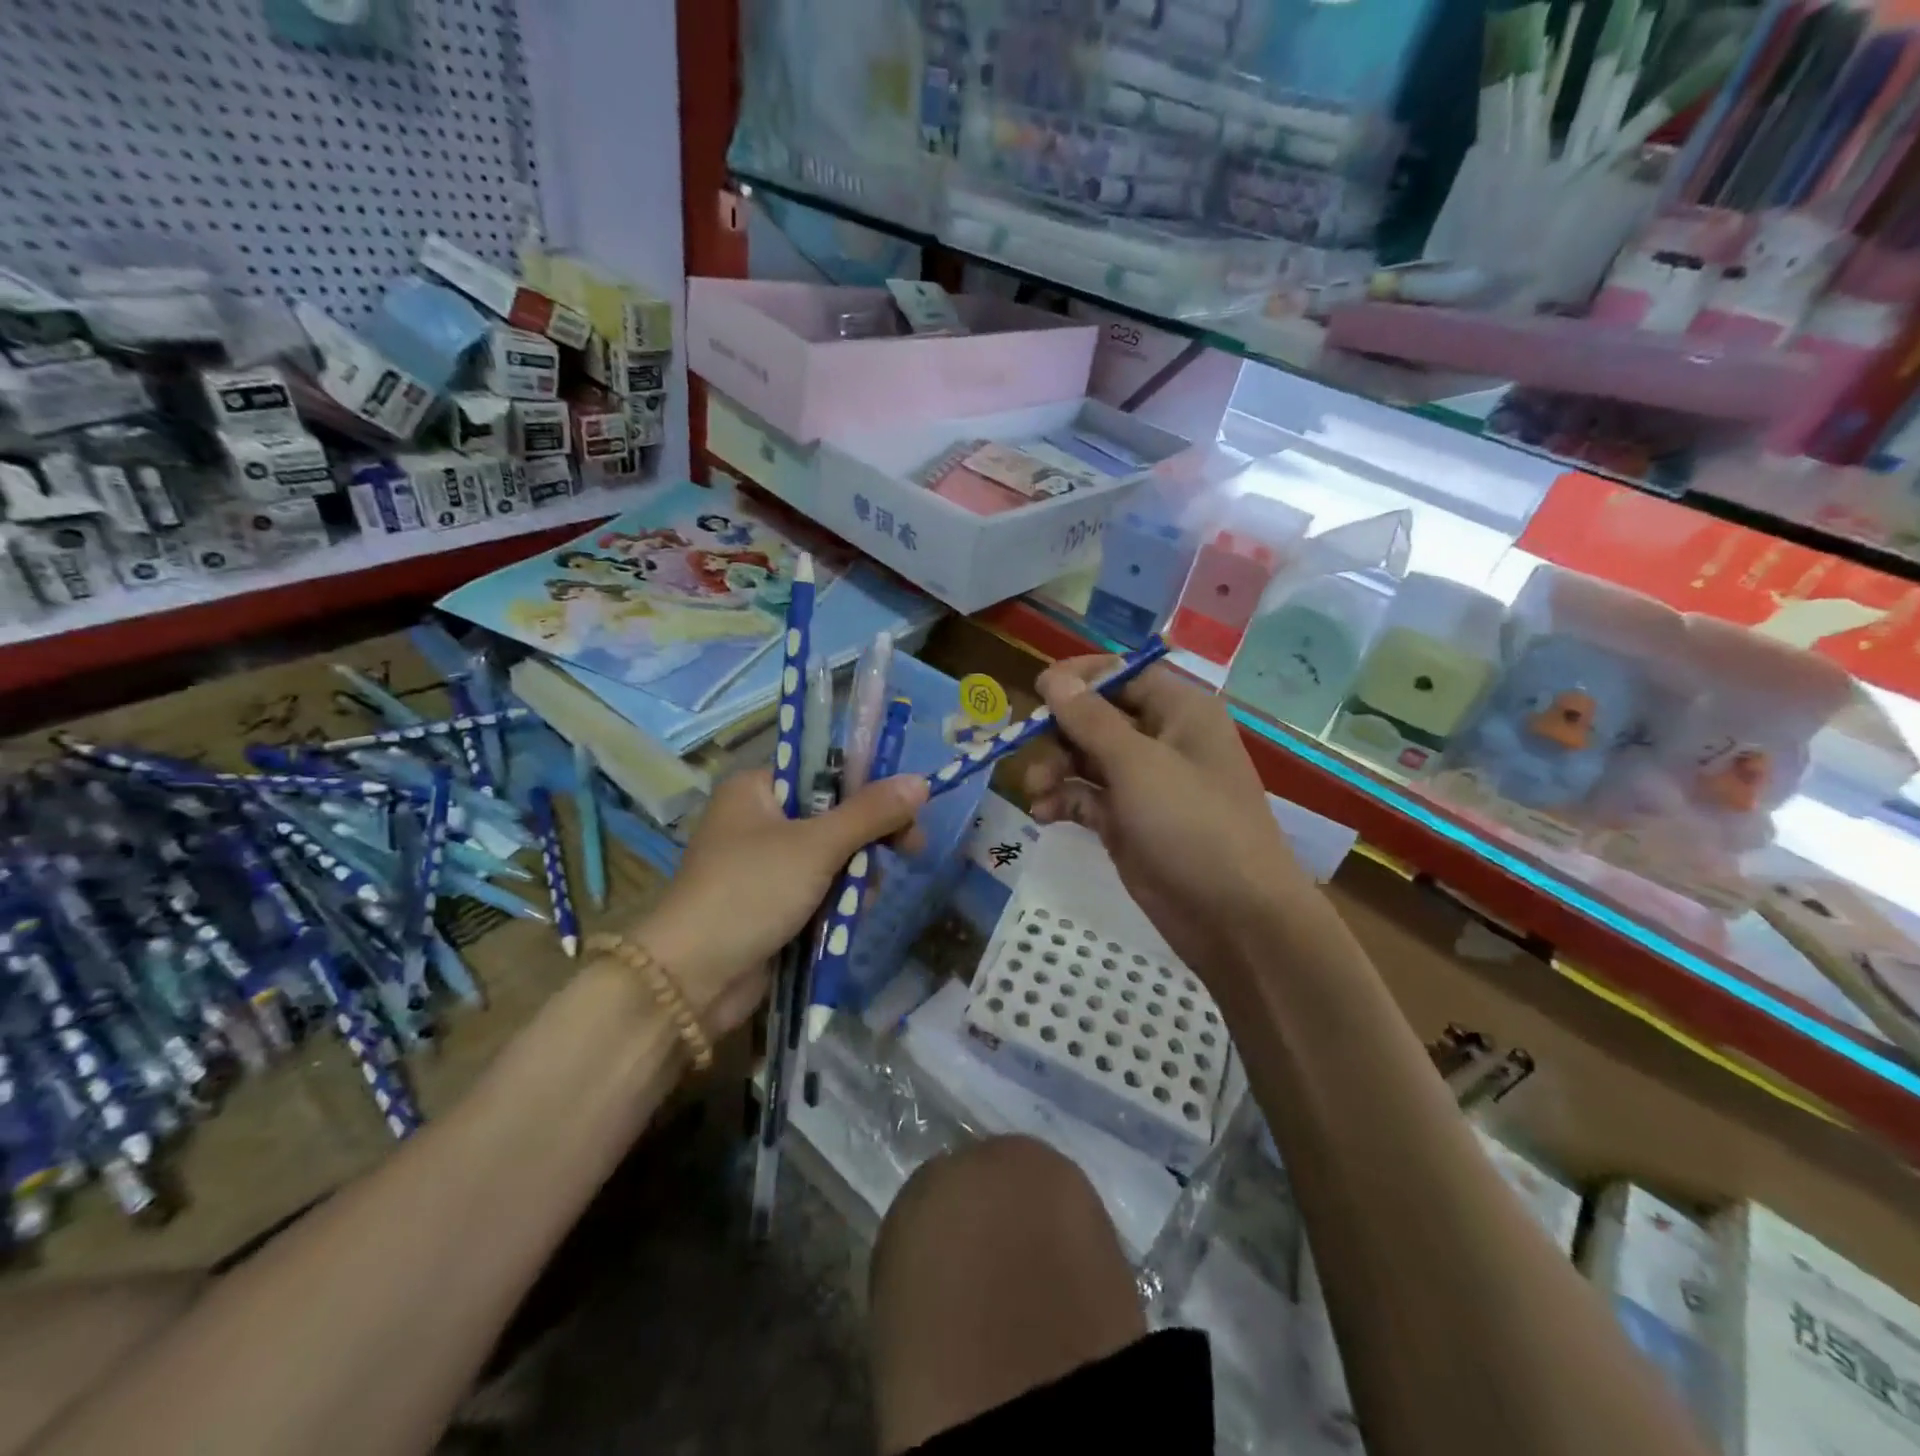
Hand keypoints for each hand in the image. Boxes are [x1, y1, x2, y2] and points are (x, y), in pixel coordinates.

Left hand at [634, 769, 929, 1036]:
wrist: (692, 979)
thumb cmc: (751, 891)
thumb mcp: (816, 845)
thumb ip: (871, 813)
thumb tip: (921, 781)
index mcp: (757, 789)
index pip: (826, 771)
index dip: (870, 787)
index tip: (907, 809)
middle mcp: (758, 819)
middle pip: (834, 815)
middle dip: (867, 840)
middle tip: (910, 851)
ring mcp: (763, 865)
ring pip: (831, 857)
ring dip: (854, 877)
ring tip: (860, 899)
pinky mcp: (770, 904)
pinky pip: (818, 890)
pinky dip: (836, 902)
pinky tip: (847, 918)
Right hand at [1023, 656, 1307, 985]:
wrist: (1234, 919)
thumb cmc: (1193, 825)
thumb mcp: (1138, 765)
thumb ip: (1090, 720)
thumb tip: (1053, 676)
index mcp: (1180, 712)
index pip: (1125, 674)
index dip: (1082, 677)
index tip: (1038, 689)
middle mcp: (1162, 741)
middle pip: (1098, 718)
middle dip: (1060, 731)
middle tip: (1027, 749)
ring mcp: (1144, 785)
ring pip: (1086, 759)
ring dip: (1056, 769)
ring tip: (1036, 791)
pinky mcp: (1128, 824)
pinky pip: (1087, 798)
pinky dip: (1064, 801)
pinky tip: (1043, 815)